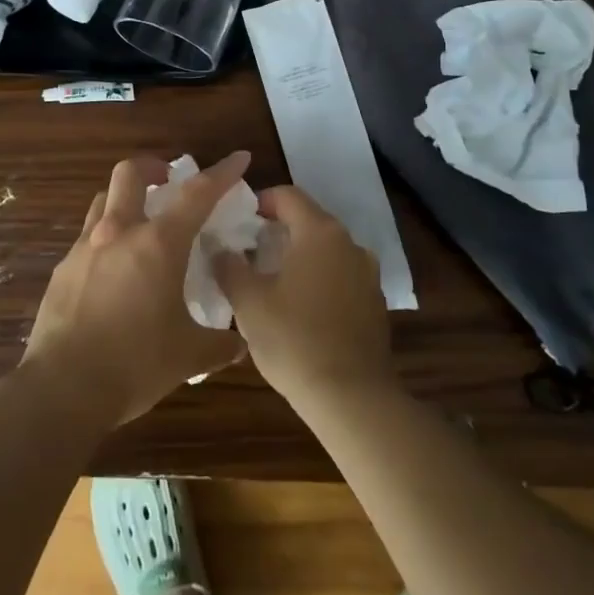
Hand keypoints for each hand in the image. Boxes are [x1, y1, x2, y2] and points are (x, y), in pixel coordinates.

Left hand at [22, 153, 249, 426]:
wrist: (63, 387)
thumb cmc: (135, 364)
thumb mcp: (188, 356)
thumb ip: (218, 344)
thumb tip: (238, 344)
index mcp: (158, 244)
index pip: (197, 193)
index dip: (222, 172)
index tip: (239, 158)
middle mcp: (119, 232)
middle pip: (130, 173)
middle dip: (153, 167)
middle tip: (168, 183)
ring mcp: (84, 248)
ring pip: (104, 200)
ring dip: (125, 199)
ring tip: (140, 223)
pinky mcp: (62, 270)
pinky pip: (87, 238)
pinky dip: (105, 239)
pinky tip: (113, 271)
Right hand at [214, 185, 394, 404]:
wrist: (352, 398)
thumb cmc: (294, 340)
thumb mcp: (248, 302)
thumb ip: (229, 266)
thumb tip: (218, 248)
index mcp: (319, 232)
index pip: (288, 195)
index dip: (260, 202)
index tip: (238, 222)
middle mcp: (349, 243)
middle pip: (309, 220)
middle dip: (277, 230)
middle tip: (247, 252)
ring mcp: (367, 274)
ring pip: (326, 249)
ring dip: (299, 255)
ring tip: (271, 280)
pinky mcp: (374, 303)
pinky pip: (341, 276)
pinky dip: (319, 279)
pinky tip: (300, 308)